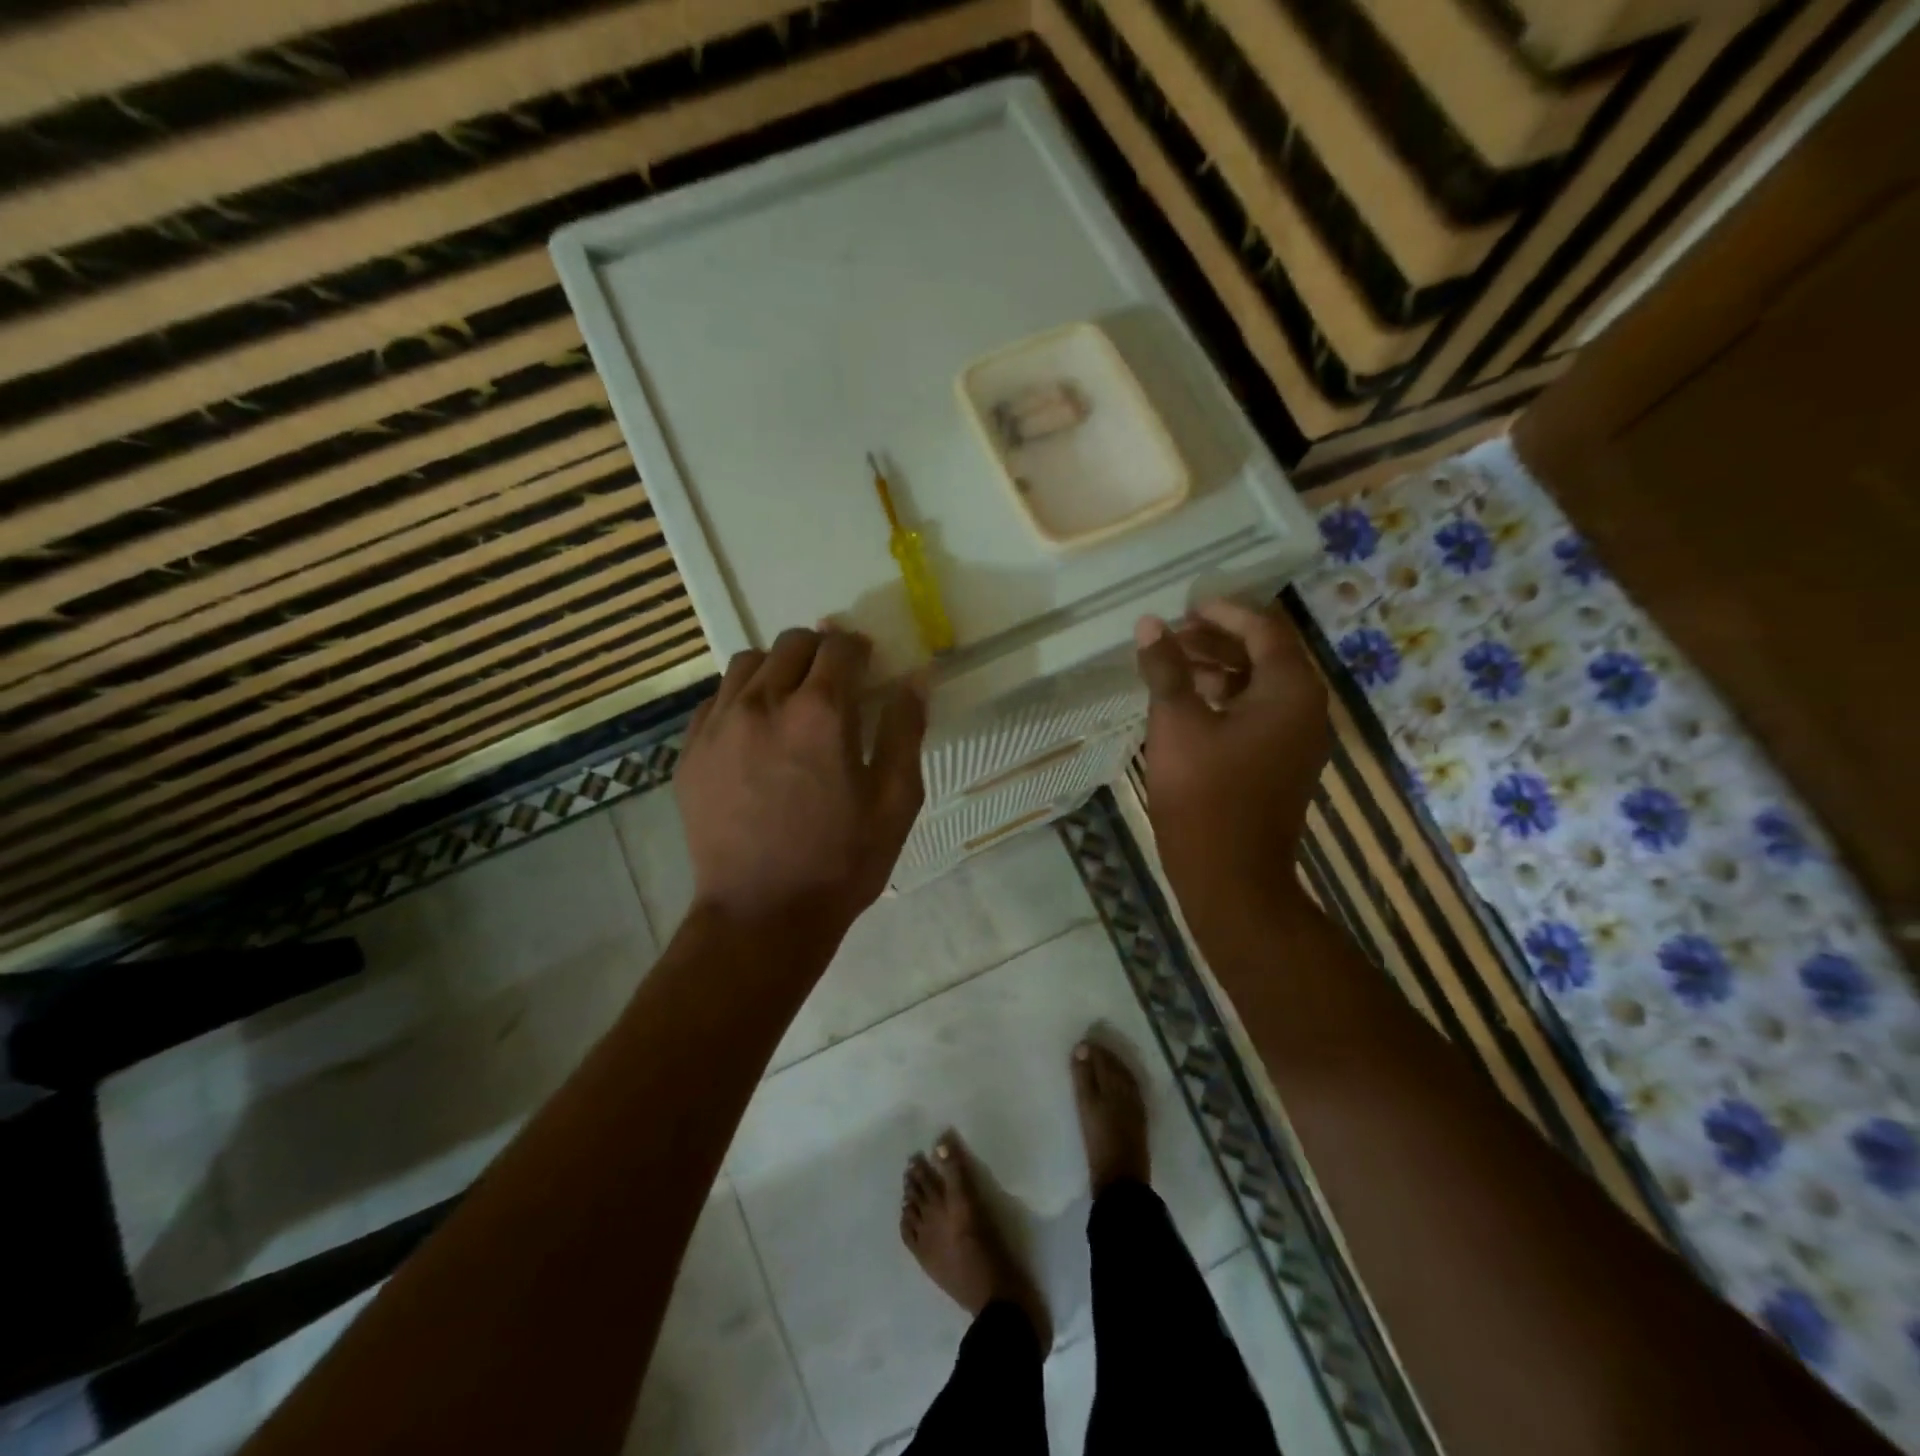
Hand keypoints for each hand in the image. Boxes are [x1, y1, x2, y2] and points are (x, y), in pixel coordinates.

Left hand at [677, 627, 925, 933]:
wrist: (761, 915)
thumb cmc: (840, 862)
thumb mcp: (896, 802)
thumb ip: (906, 732)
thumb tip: (915, 679)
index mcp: (820, 713)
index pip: (839, 647)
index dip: (859, 648)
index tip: (868, 664)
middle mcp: (764, 704)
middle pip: (792, 644)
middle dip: (820, 651)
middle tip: (835, 682)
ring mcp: (719, 725)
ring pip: (747, 663)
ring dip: (777, 668)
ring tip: (791, 701)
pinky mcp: (690, 751)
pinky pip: (716, 699)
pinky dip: (741, 698)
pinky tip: (755, 732)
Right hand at [1134, 599, 1330, 931]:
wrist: (1231, 877)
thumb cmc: (1203, 795)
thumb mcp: (1177, 724)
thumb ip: (1166, 669)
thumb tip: (1150, 624)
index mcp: (1290, 691)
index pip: (1264, 630)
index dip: (1223, 613)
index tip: (1185, 608)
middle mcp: (1304, 709)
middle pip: (1265, 655)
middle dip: (1218, 640)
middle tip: (1172, 636)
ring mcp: (1296, 740)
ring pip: (1259, 686)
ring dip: (1219, 669)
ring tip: (1173, 666)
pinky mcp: (1281, 764)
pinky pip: (1258, 714)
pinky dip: (1226, 700)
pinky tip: (1188, 705)